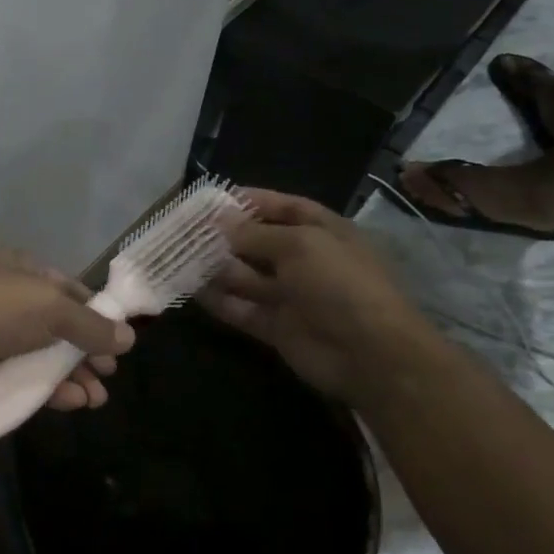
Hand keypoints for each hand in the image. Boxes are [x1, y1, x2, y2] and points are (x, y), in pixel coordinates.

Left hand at [0, 253, 134, 409]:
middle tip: (107, 375)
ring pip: (43, 357)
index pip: (69, 290)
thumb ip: (91, 325)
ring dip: (72, 376)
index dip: (95, 314)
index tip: (118, 340)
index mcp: (23, 271)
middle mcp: (11, 300)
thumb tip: (129, 337)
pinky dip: (48, 390)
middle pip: (60, 328)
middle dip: (86, 352)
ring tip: (95, 399)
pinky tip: (72, 403)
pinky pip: (24, 380)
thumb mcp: (50, 307)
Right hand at [199, 188, 435, 401]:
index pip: (286, 207)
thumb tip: (221, 221)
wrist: (370, 355)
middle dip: (227, 235)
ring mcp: (291, 295)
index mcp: (323, 232)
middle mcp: (306, 260)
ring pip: (247, 276)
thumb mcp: (299, 245)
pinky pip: (242, 309)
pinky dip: (220, 301)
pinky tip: (193, 290)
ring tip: (183, 257)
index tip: (215, 199)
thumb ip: (256, 233)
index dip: (253, 201)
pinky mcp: (277, 327)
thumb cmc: (340, 284)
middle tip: (187, 229)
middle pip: (260, 241)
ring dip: (218, 267)